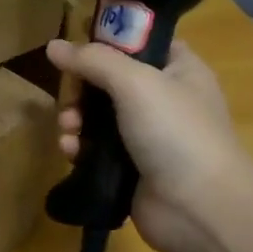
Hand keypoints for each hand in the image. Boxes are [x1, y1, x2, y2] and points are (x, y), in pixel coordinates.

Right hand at [46, 38, 252, 251]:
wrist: (199, 209)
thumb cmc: (175, 133)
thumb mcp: (135, 83)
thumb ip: (92, 60)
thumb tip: (53, 45)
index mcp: (177, 69)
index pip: (137, 43)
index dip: (105, 42)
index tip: (75, 51)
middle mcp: (163, 98)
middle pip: (107, 80)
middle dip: (80, 90)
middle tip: (69, 102)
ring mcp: (146, 135)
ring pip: (96, 116)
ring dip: (74, 119)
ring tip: (68, 130)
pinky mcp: (129, 168)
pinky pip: (94, 149)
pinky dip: (79, 148)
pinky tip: (70, 153)